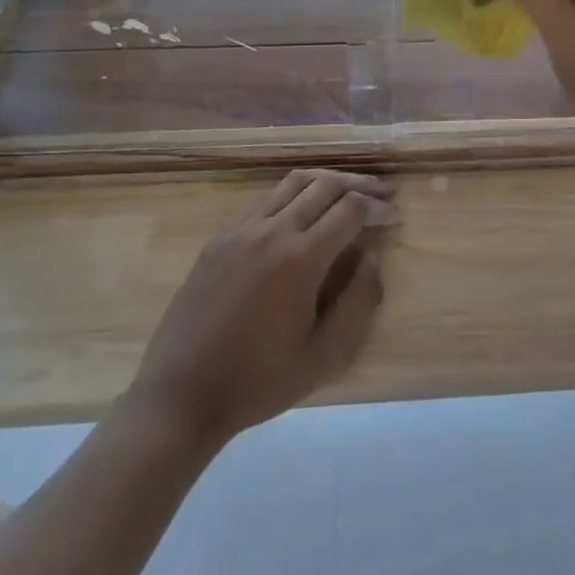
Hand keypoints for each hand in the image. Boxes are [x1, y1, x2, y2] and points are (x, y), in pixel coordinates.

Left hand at [126, 169, 396, 447]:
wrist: (181, 394)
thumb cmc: (258, 382)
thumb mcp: (323, 358)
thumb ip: (358, 304)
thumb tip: (373, 258)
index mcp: (301, 258)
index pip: (350, 208)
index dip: (377, 208)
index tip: (392, 218)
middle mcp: (273, 230)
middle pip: (325, 184)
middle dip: (358, 185)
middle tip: (380, 195)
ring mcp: (242, 229)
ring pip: (294, 182)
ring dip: (326, 181)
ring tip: (346, 192)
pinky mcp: (221, 236)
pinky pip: (265, 199)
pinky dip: (293, 194)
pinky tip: (301, 212)